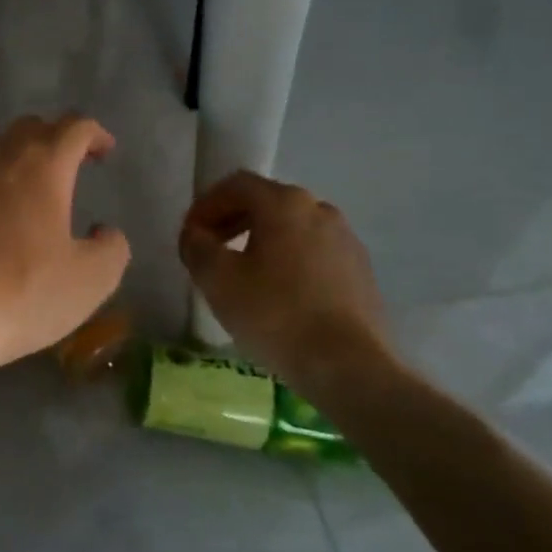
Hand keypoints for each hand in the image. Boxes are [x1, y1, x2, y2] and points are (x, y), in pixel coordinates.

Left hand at [0, 115, 130, 378]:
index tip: (105, 152)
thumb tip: (104, 232)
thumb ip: (112, 248)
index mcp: (43, 166)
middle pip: (29, 128)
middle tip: (70, 165)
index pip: (73, 127)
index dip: (95, 134)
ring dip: (18, 159)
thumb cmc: (25, 291)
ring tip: (32, 190)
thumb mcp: (92, 279)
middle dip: (54, 138)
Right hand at [178, 171, 394, 394]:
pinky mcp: (361, 270)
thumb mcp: (216, 279)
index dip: (205, 205)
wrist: (349, 366)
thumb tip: (196, 235)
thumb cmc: (275, 314)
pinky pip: (314, 252)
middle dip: (232, 221)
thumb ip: (197, 246)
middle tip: (210, 251)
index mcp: (284, 203)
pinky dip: (288, 260)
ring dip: (261, 241)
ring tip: (242, 274)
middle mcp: (319, 209)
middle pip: (266, 202)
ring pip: (292, 228)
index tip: (190, 235)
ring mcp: (346, 239)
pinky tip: (278, 294)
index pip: (235, 185)